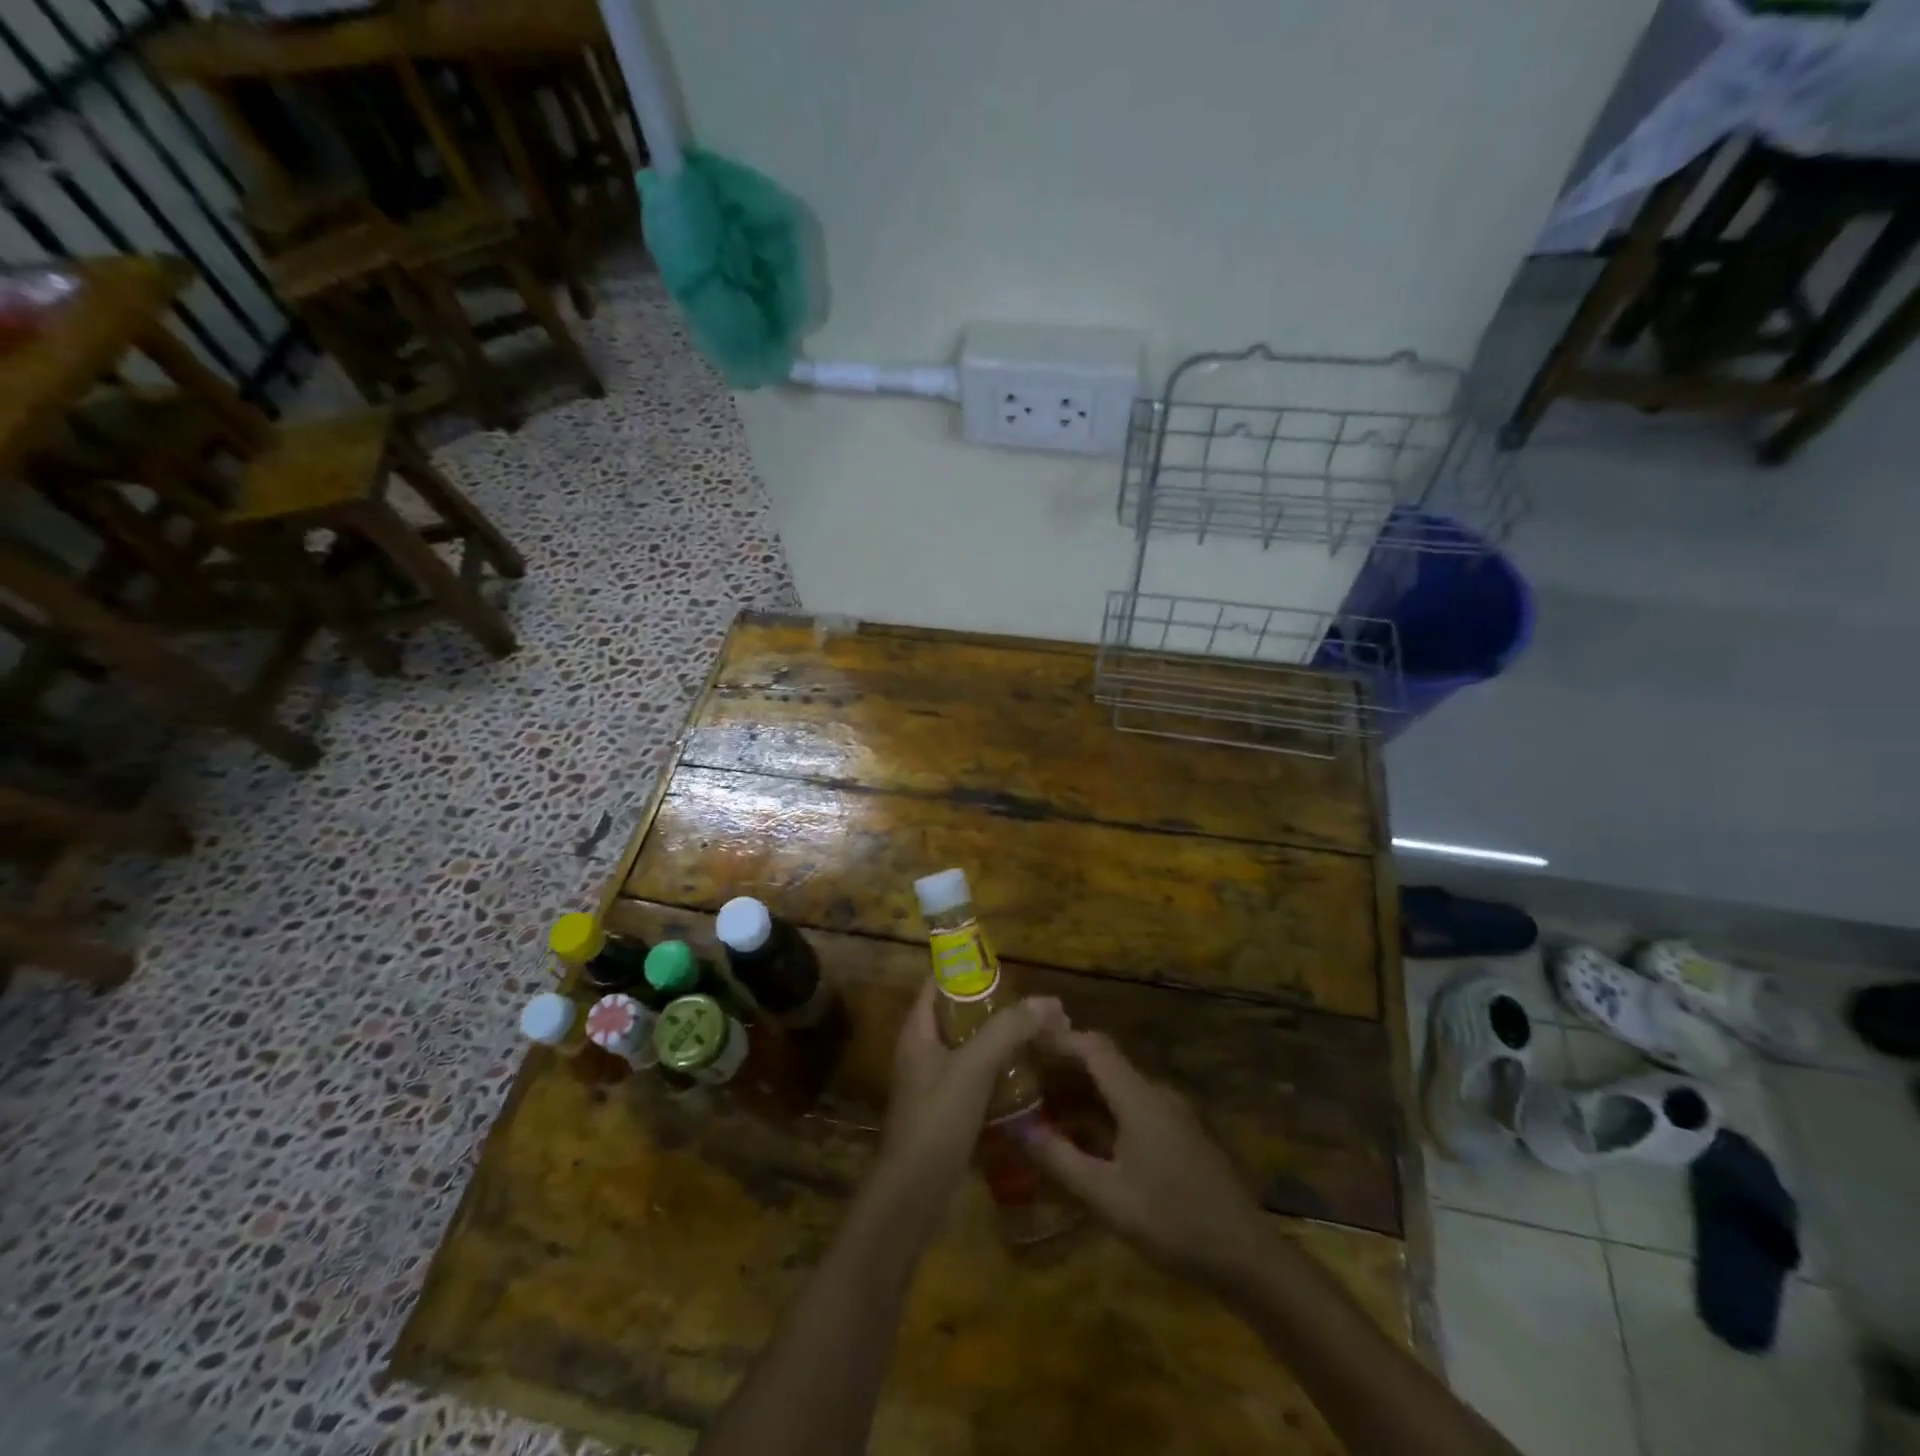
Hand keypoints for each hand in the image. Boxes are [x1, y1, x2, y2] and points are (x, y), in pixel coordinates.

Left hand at [874, 981, 1066, 1217]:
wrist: (913, 1193)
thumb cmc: (937, 1119)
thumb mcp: (973, 1067)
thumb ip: (1008, 1030)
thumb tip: (1048, 1002)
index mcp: (917, 1030)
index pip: (938, 983)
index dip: (968, 970)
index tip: (1007, 969)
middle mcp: (921, 1050)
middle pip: (957, 1014)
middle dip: (994, 1007)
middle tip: (1033, 1007)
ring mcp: (932, 1082)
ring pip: (968, 1047)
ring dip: (999, 1040)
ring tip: (1037, 1036)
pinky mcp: (945, 1110)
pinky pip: (973, 1077)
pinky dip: (997, 1070)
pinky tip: (1026, 1076)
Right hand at [1022, 1029, 1267, 1287]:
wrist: (1247, 1257)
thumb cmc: (1174, 1222)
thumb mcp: (1108, 1197)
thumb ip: (1060, 1160)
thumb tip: (1018, 1129)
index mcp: (1138, 1097)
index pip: (1093, 1046)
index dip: (1058, 1039)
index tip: (1024, 1044)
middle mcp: (1155, 1094)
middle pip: (1104, 1063)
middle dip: (1063, 1066)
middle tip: (1024, 1078)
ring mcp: (1171, 1114)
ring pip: (1117, 1087)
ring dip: (1081, 1092)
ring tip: (1043, 1107)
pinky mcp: (1178, 1135)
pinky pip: (1132, 1107)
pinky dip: (1101, 1112)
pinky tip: (1083, 1139)